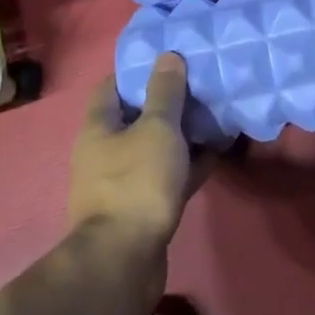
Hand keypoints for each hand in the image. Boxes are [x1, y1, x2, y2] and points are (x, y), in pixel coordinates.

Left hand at [68, 53, 201, 248]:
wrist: (125, 258)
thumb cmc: (136, 182)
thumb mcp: (157, 128)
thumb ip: (165, 93)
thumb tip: (168, 56)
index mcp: (98, 128)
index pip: (111, 87)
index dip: (137, 71)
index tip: (168, 61)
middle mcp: (104, 153)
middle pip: (135, 118)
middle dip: (166, 103)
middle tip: (199, 86)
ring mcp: (122, 183)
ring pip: (154, 148)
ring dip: (181, 135)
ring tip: (214, 116)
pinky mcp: (141, 207)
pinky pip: (167, 176)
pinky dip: (188, 164)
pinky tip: (215, 154)